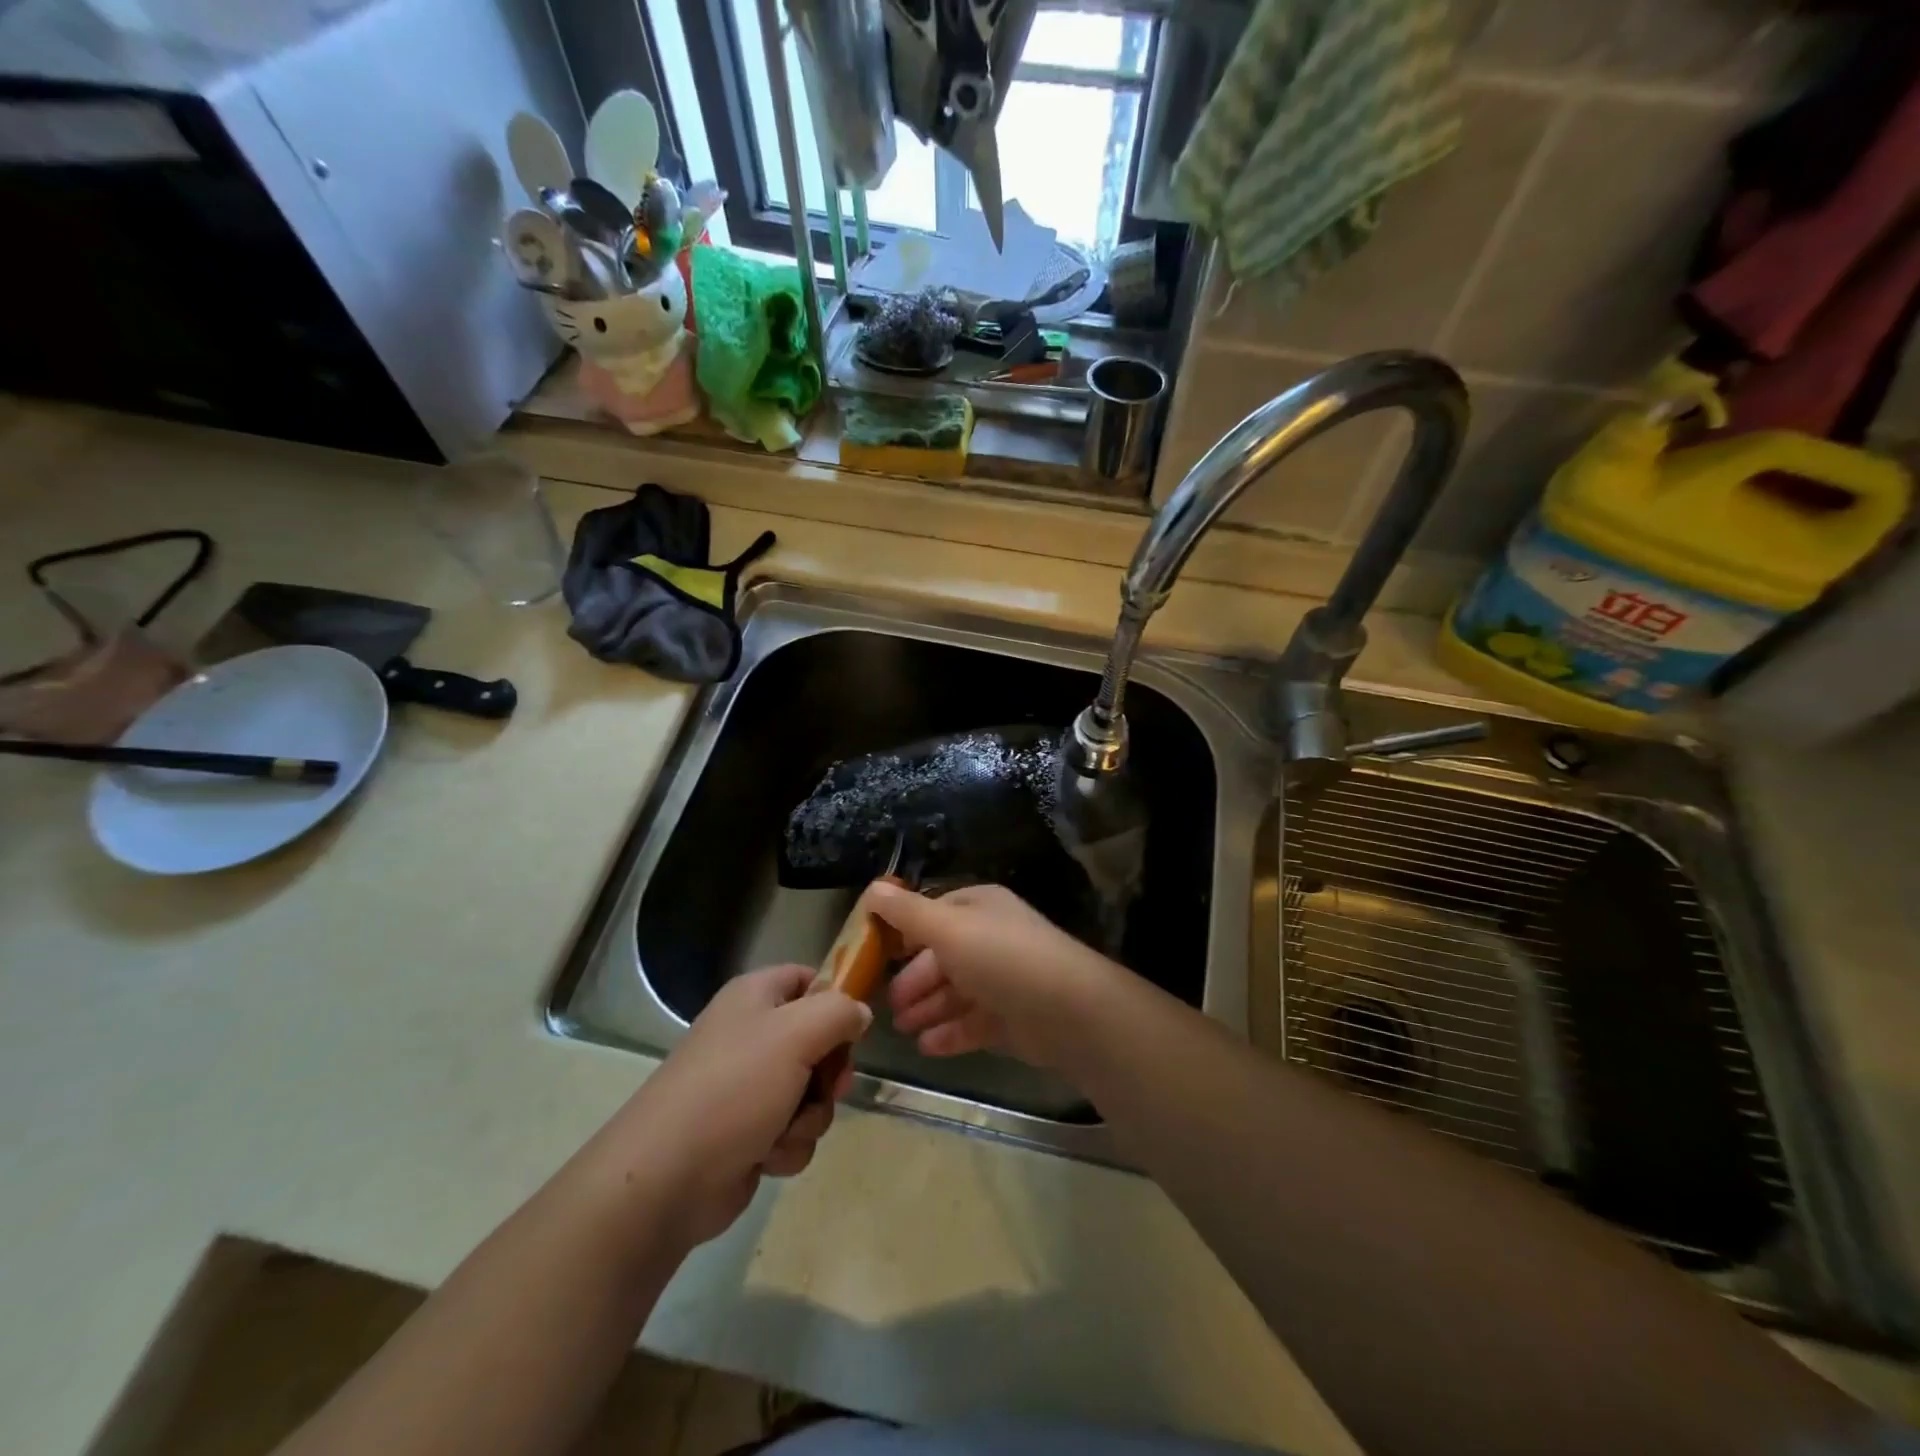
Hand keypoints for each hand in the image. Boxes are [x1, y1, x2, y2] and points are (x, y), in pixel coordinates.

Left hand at [616, 965, 871, 1247]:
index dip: (835, 997)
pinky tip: (767, 1156)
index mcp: (755, 997)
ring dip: (810, 1115)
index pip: (808, 978)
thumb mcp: (797, 1033)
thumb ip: (839, 1012)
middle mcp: (751, 1035)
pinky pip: (793, 1131)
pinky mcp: (748, 1134)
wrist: (667, 1177)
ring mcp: (748, 1087)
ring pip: (811, 1092)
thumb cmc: (734, 1087)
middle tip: (830, 1086)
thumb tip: (860, 1014)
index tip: (854, 1025)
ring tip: (784, 1129)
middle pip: (818, 1040)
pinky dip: (788, 1145)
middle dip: (829, 1071)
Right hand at [866, 882, 1120, 1067]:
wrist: (1067, 1010)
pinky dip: (950, 1033)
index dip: (907, 932)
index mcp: (980, 908)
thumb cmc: (1001, 958)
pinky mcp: (1013, 1018)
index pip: (936, 914)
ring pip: (957, 992)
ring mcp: (1004, 980)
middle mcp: (992, 939)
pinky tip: (927, 1047)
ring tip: (902, 1029)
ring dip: (928, 1009)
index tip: (877, 954)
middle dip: (914, 980)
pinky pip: (973, 1022)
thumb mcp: (948, 928)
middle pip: (944, 957)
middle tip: (886, 1005)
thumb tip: (872, 888)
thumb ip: (908, 913)